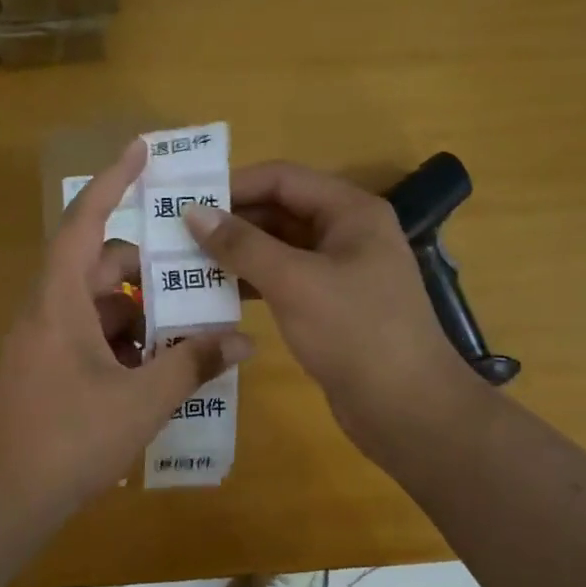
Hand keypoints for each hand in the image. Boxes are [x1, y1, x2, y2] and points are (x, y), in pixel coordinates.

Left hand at [0, 139, 251, 517]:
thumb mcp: (141, 401)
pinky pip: (92, 336)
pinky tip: (159, 369)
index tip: (141, 149)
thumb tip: (243, 341)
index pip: (85, 221)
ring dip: (142, 313)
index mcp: (59, 300)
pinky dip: (125, 341)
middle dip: (150, 271)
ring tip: (190, 331)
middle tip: (198, 278)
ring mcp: (44, 341)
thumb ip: (193, 364)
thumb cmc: (68, 439)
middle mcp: (47, 310)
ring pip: (99, 306)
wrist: (4, 500)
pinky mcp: (46, 369)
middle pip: (101, 266)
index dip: (112, 181)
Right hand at [184, 162, 479, 458]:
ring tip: (187, 264)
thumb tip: (192, 211)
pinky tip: (215, 295)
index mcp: (350, 211)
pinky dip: (252, 282)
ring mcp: (340, 271)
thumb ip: (241, 245)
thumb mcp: (294, 281)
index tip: (186, 201)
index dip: (233, 185)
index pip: (283, 178)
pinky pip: (284, 280)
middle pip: (279, 211)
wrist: (408, 408)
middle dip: (231, 222)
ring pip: (278, 248)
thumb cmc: (355, 332)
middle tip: (178, 236)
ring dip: (237, 254)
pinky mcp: (330, 305)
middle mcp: (347, 232)